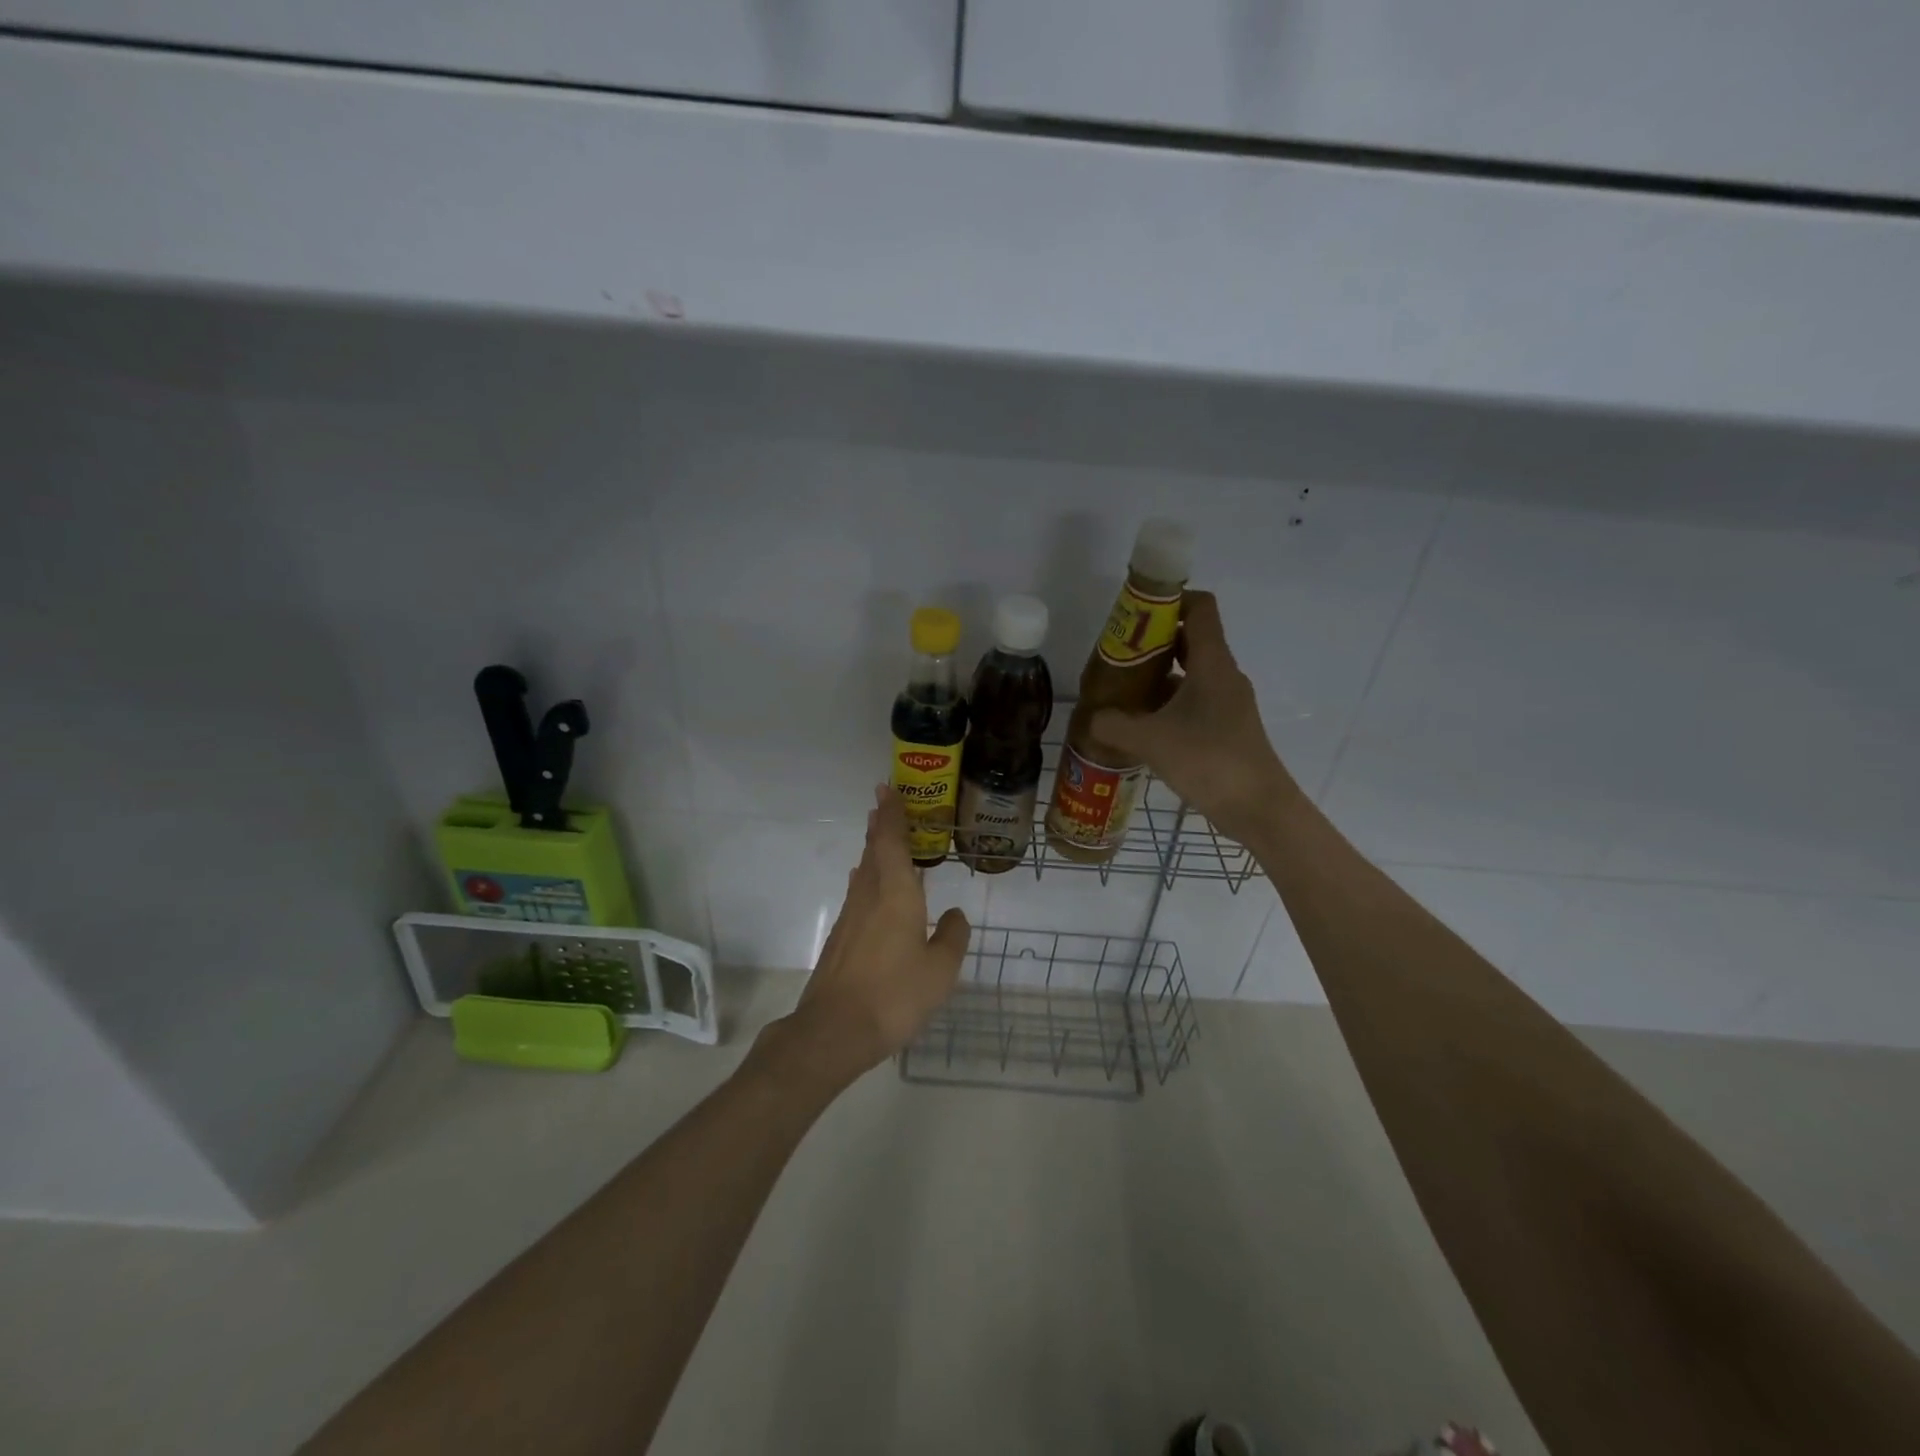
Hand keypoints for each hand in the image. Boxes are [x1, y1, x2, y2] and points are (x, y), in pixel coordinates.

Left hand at [771, 785, 969, 1086]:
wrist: (835, 1031)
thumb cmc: (894, 995)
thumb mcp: (940, 970)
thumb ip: (951, 937)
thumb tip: (953, 915)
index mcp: (896, 894)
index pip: (891, 841)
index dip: (891, 813)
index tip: (887, 788)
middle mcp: (869, 896)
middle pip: (873, 851)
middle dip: (880, 825)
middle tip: (885, 803)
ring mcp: (850, 917)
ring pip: (863, 871)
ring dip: (872, 849)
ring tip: (880, 837)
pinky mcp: (841, 938)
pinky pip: (858, 893)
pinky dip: (868, 877)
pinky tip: (871, 888)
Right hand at [1090, 591, 1297, 846]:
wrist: (1259, 809)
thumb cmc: (1209, 761)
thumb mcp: (1151, 742)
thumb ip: (1115, 726)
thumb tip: (1092, 718)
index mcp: (1212, 664)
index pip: (1200, 608)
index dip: (1169, 600)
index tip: (1134, 613)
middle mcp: (1223, 675)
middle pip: (1190, 639)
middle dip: (1151, 641)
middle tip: (1116, 654)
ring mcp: (1227, 702)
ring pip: (1189, 673)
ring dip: (1157, 675)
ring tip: (1120, 689)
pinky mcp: (1225, 727)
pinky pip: (1192, 701)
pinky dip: (1166, 703)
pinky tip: (1140, 724)